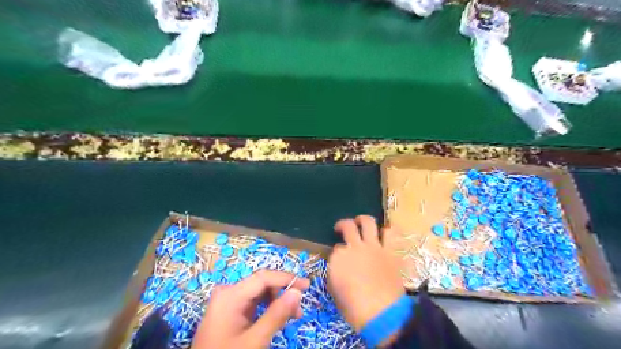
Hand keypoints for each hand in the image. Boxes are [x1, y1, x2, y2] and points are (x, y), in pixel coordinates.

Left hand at [194, 269, 308, 348]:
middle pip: (261, 283)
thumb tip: (297, 292)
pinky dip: (267, 308)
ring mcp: (227, 301)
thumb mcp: (254, 341)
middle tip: (299, 310)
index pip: (264, 277)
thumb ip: (276, 315)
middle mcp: (228, 292)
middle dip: (282, 293)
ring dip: (277, 301)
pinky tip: (277, 317)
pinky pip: (253, 302)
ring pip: (259, 292)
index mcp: (230, 295)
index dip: (287, 278)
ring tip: (292, 316)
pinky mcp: (229, 310)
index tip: (307, 286)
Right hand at [326, 215, 404, 332]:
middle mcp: (354, 246)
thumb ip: (335, 273)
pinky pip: (390, 234)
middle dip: (343, 225)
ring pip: (368, 222)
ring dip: (363, 220)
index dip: (337, 252)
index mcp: (338, 257)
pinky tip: (385, 233)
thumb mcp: (335, 291)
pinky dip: (387, 231)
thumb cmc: (353, 308)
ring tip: (361, 222)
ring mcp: (373, 246)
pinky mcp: (390, 251)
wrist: (381, 313)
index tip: (339, 259)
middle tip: (342, 228)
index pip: (336, 248)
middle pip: (348, 226)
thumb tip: (340, 267)